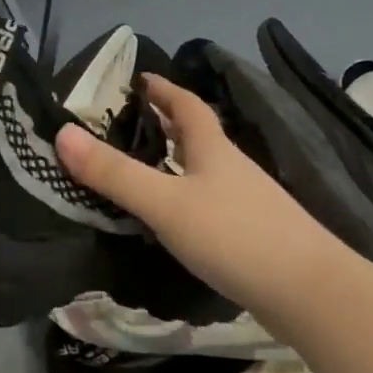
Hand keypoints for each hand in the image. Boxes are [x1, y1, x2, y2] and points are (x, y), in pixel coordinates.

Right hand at [55, 74, 345, 313]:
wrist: (310, 293)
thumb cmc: (235, 235)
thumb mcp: (165, 203)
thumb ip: (115, 173)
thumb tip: (62, 133)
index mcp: (213, 149)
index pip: (187, 105)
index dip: (163, 89)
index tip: (140, 78)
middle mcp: (232, 168)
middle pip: (198, 135)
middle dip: (167, 123)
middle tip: (131, 121)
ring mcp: (247, 203)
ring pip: (205, 170)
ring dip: (178, 161)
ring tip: (146, 167)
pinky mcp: (254, 236)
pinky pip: (212, 202)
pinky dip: (188, 197)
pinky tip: (177, 219)